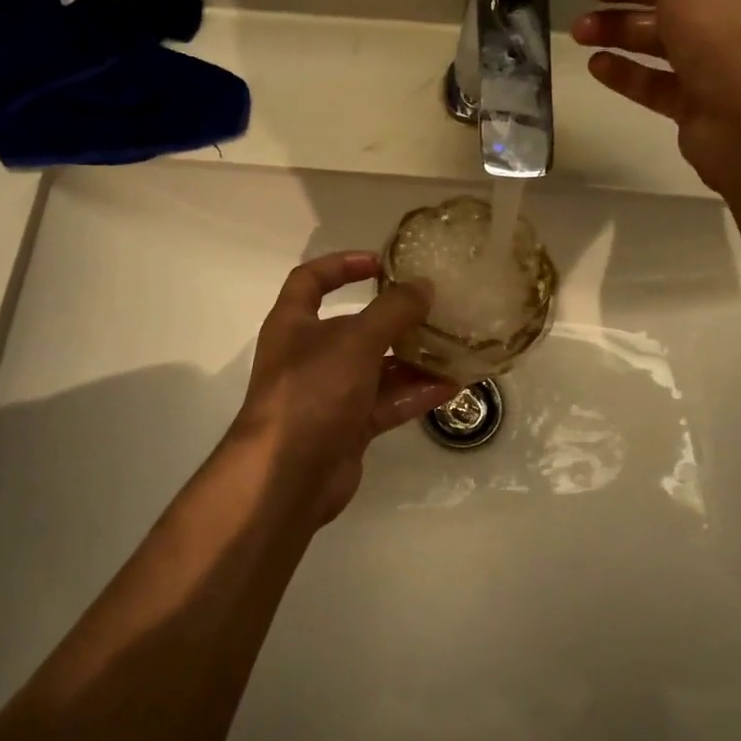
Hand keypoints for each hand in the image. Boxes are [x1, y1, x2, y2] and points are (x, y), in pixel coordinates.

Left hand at [229, 251, 456, 524]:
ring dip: (412, 358)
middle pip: (354, 326)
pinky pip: (386, 402)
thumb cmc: (312, 391)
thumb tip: (424, 285)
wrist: (286, 477)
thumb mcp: (356, 341)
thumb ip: (393, 310)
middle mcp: (309, 355)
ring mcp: (329, 393)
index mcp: (294, 323)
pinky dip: (414, 393)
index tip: (381, 263)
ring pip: (376, 367)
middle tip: (434, 309)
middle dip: (393, 318)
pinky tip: (451, 386)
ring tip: (454, 347)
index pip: (311, 279)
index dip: (342, 264)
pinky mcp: (348, 427)